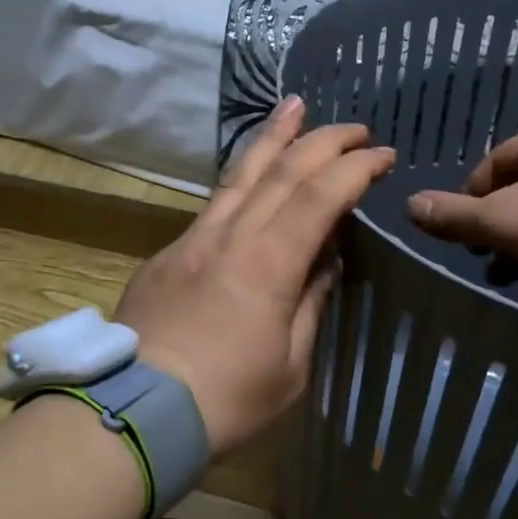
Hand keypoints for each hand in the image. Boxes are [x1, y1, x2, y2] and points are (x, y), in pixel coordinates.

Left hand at [115, 98, 395, 458]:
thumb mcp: (290, 366)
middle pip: (282, 170)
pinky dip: (241, 176)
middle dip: (324, 141)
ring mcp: (194, 238)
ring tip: (293, 105)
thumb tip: (324, 262)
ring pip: (239, 172)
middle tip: (355, 129)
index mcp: (269, 264)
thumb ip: (310, 305)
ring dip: (272, 136)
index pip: (320, 196)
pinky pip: (214, 201)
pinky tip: (250, 173)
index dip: (356, 169)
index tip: (383, 156)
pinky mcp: (168, 251)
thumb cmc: (225, 400)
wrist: (134, 412)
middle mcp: (231, 236)